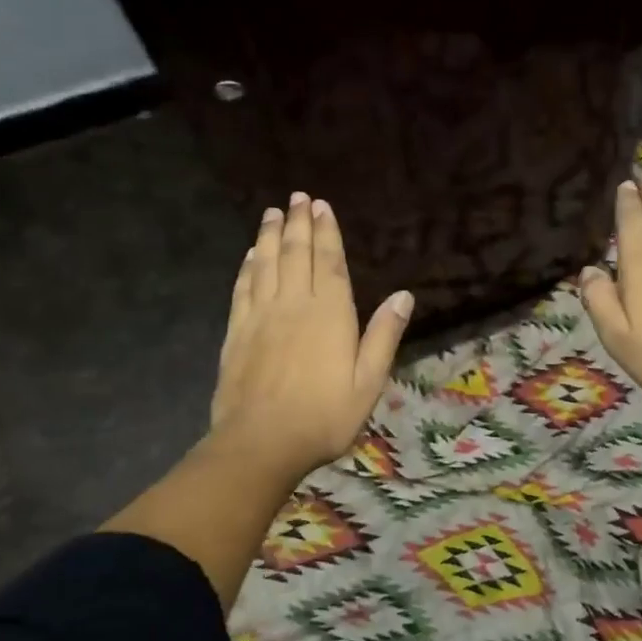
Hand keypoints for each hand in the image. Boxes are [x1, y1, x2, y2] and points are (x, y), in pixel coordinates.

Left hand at [209, 193, 413, 481]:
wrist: (261, 443)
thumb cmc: (325, 415)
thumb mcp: (369, 381)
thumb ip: (384, 335)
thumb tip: (404, 295)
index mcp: (330, 314)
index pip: (329, 262)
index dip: (326, 232)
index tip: (321, 205)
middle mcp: (294, 304)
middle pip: (295, 254)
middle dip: (297, 223)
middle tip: (297, 197)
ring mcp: (261, 316)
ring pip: (266, 264)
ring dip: (269, 235)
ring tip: (272, 212)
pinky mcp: (237, 332)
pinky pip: (242, 288)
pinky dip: (247, 266)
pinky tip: (250, 255)